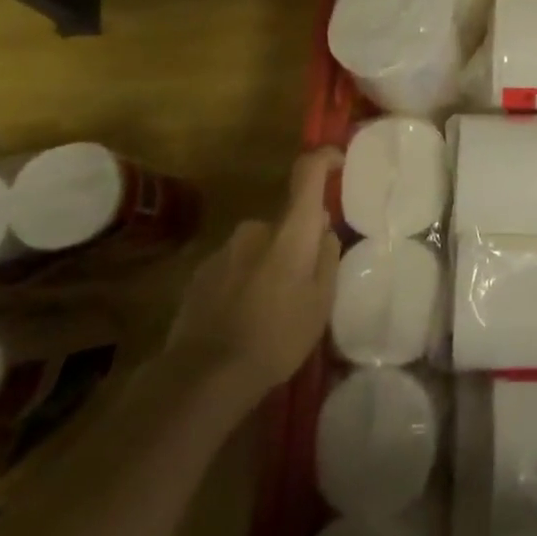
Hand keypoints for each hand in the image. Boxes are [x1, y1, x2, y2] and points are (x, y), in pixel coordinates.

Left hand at [165, 148, 342, 410]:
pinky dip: (243, 283)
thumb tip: (323, 229)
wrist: (203, 377)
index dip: (324, 159)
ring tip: (271, 310)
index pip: (307, 173)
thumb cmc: (277, 337)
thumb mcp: (321, 303)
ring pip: (258, 248)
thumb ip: (326, 257)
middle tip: (302, 284)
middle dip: (294, 244)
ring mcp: (223, 251)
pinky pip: (233, 268)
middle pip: (285, 224)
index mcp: (290, 231)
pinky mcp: (199, 275)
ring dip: (268, 265)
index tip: (337, 162)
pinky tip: (243, 319)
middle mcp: (255, 229)